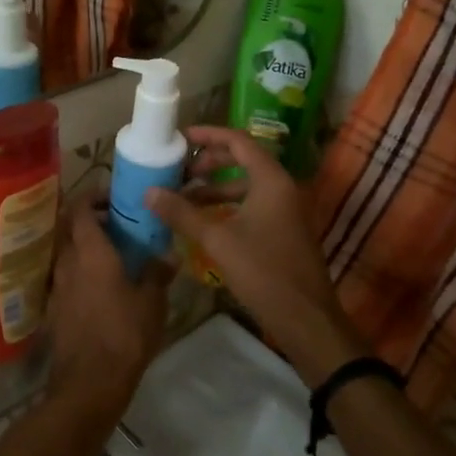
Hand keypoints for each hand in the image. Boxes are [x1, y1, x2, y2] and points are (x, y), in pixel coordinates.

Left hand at [44, 196, 170, 417]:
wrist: (89, 383)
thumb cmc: (124, 335)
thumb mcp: (152, 303)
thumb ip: (158, 273)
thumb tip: (169, 254)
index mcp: (90, 252)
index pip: (81, 209)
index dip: (93, 196)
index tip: (113, 197)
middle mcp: (67, 262)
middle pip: (71, 228)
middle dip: (90, 220)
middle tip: (118, 224)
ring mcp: (57, 286)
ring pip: (67, 253)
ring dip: (84, 246)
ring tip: (112, 253)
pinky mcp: (54, 308)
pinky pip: (65, 277)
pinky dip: (80, 271)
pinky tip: (99, 285)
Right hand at [145, 126, 360, 384]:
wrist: (306, 319)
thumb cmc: (264, 272)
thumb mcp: (217, 240)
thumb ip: (182, 213)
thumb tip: (149, 191)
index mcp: (271, 180)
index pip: (238, 141)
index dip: (208, 135)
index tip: (180, 138)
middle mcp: (282, 188)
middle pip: (243, 160)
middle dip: (209, 163)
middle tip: (179, 172)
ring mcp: (286, 210)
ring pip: (246, 186)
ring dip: (215, 188)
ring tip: (183, 199)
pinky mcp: (284, 230)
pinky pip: (252, 205)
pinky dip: (227, 206)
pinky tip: (203, 222)